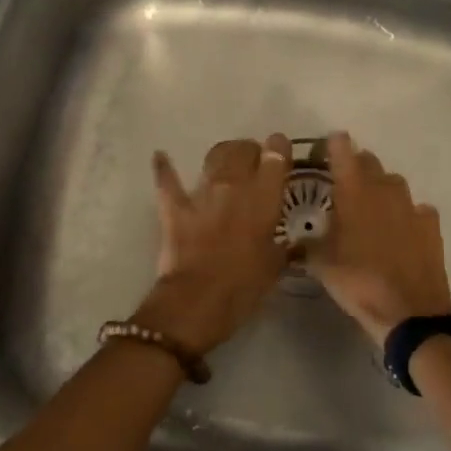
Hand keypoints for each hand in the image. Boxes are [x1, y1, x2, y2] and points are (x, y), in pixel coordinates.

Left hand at [131, 134, 293, 355]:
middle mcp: (234, 185)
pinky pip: (167, 180)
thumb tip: (289, 242)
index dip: (279, 149)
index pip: (276, 157)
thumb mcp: (275, 266)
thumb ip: (282, 246)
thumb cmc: (244, 286)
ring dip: (222, 155)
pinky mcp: (175, 207)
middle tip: (254, 161)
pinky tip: (160, 156)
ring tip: (226, 162)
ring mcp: (202, 194)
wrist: (197, 301)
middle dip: (251, 150)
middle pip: (243, 150)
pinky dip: (164, 167)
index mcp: (264, 198)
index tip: (280, 151)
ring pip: (214, 156)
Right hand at [314, 132, 450, 345]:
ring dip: (382, 188)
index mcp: (353, 191)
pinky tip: (401, 230)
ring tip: (371, 207)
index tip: (326, 146)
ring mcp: (411, 205)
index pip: (342, 150)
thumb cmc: (358, 281)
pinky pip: (417, 209)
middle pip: (369, 161)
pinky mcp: (431, 225)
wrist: (409, 311)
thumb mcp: (321, 265)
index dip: (333, 145)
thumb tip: (294, 243)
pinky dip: (408, 214)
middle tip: (344, 183)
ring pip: (394, 182)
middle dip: (357, 166)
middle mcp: (383, 188)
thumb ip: (307, 246)